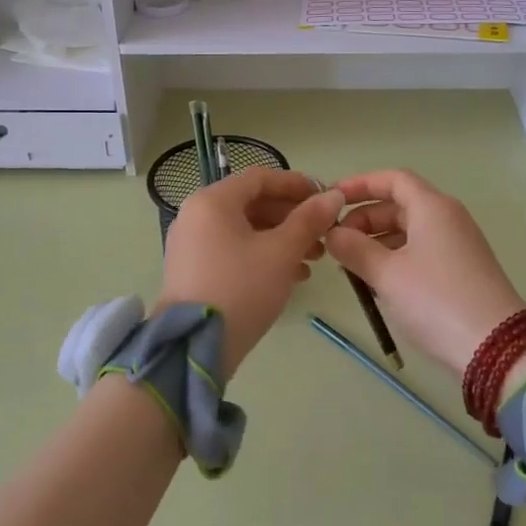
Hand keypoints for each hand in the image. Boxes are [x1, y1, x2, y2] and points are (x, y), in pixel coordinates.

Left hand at [158, 168, 344, 377]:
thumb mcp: (281, 253)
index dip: (296, 184)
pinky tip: (292, 276)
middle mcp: (196, 214)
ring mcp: (191, 243)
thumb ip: (309, 220)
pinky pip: (233, 249)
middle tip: (324, 233)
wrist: (193, 347)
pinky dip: (262, 255)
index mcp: (212, 201)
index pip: (260, 178)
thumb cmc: (241, 288)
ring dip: (281, 238)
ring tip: (315, 258)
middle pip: (252, 203)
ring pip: (244, 229)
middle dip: (292, 216)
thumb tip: (334, 195)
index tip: (325, 198)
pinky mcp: (193, 269)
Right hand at [324, 170, 525, 378]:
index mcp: (432, 207)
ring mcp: (458, 243)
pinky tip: (378, 281)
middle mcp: (448, 217)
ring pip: (409, 229)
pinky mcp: (462, 269)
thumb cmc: (436, 300)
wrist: (496, 347)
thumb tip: (332, 233)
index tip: (331, 198)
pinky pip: (421, 250)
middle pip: (399, 204)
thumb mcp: (387, 274)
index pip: (392, 179)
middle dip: (364, 218)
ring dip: (377, 240)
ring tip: (351, 265)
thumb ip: (354, 249)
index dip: (360, 184)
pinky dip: (395, 256)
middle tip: (336, 241)